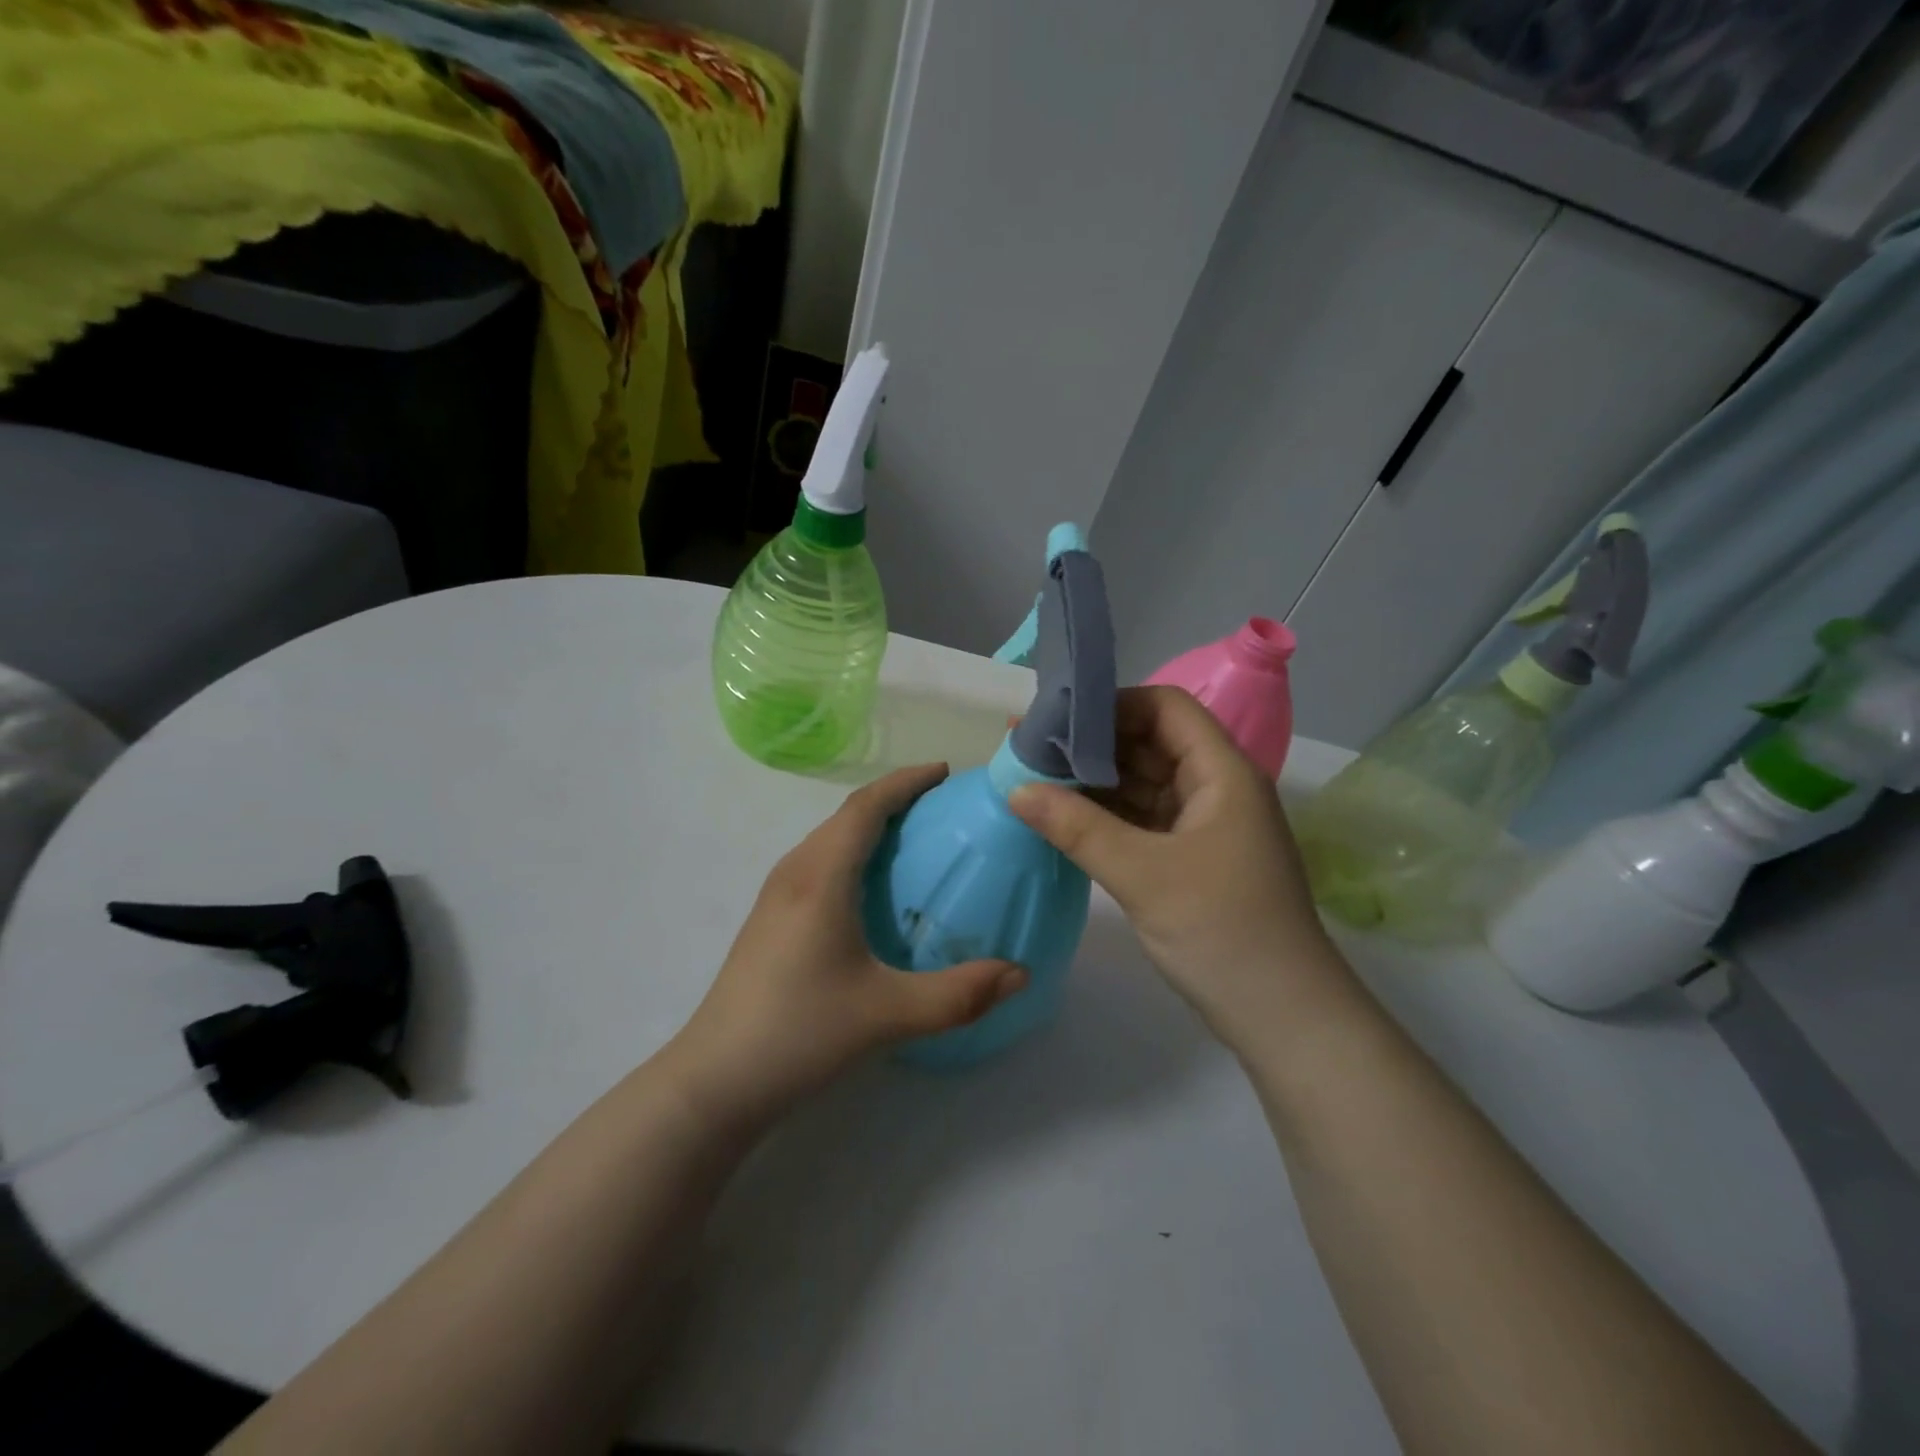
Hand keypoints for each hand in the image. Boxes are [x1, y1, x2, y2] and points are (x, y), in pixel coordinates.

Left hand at [671, 765, 1026, 1128]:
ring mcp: (776, 895)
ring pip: (830, 839)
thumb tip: (1021, 974)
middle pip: (847, 816)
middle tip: (942, 806)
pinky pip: (819, 863)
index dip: (906, 782)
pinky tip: (873, 890)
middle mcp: (795, 872)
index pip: (866, 806)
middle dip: (894, 799)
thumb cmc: (801, 1033)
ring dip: (871, 826)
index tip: (945, 772)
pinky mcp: (770, 919)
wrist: (716, 1081)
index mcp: (821, 877)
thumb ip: (960, 994)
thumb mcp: (888, 1014)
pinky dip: (853, 853)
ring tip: (915, 839)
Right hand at [1010, 686, 1353, 1044]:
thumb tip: (1015, 789)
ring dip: (1094, 783)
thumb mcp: (1143, 875)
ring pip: (1143, 784)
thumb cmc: (1223, 931)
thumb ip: (1077, 828)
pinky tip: (1062, 819)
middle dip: (1092, 745)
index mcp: (1221, 772)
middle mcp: (1215, 788)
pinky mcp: (1191, 859)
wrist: (1283, 1017)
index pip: (1165, 708)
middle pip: (1150, 743)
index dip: (1112, 705)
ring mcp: (1204, 826)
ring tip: (1034, 780)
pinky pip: (1142, 820)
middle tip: (1029, 750)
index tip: (1057, 722)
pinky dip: (1106, 817)